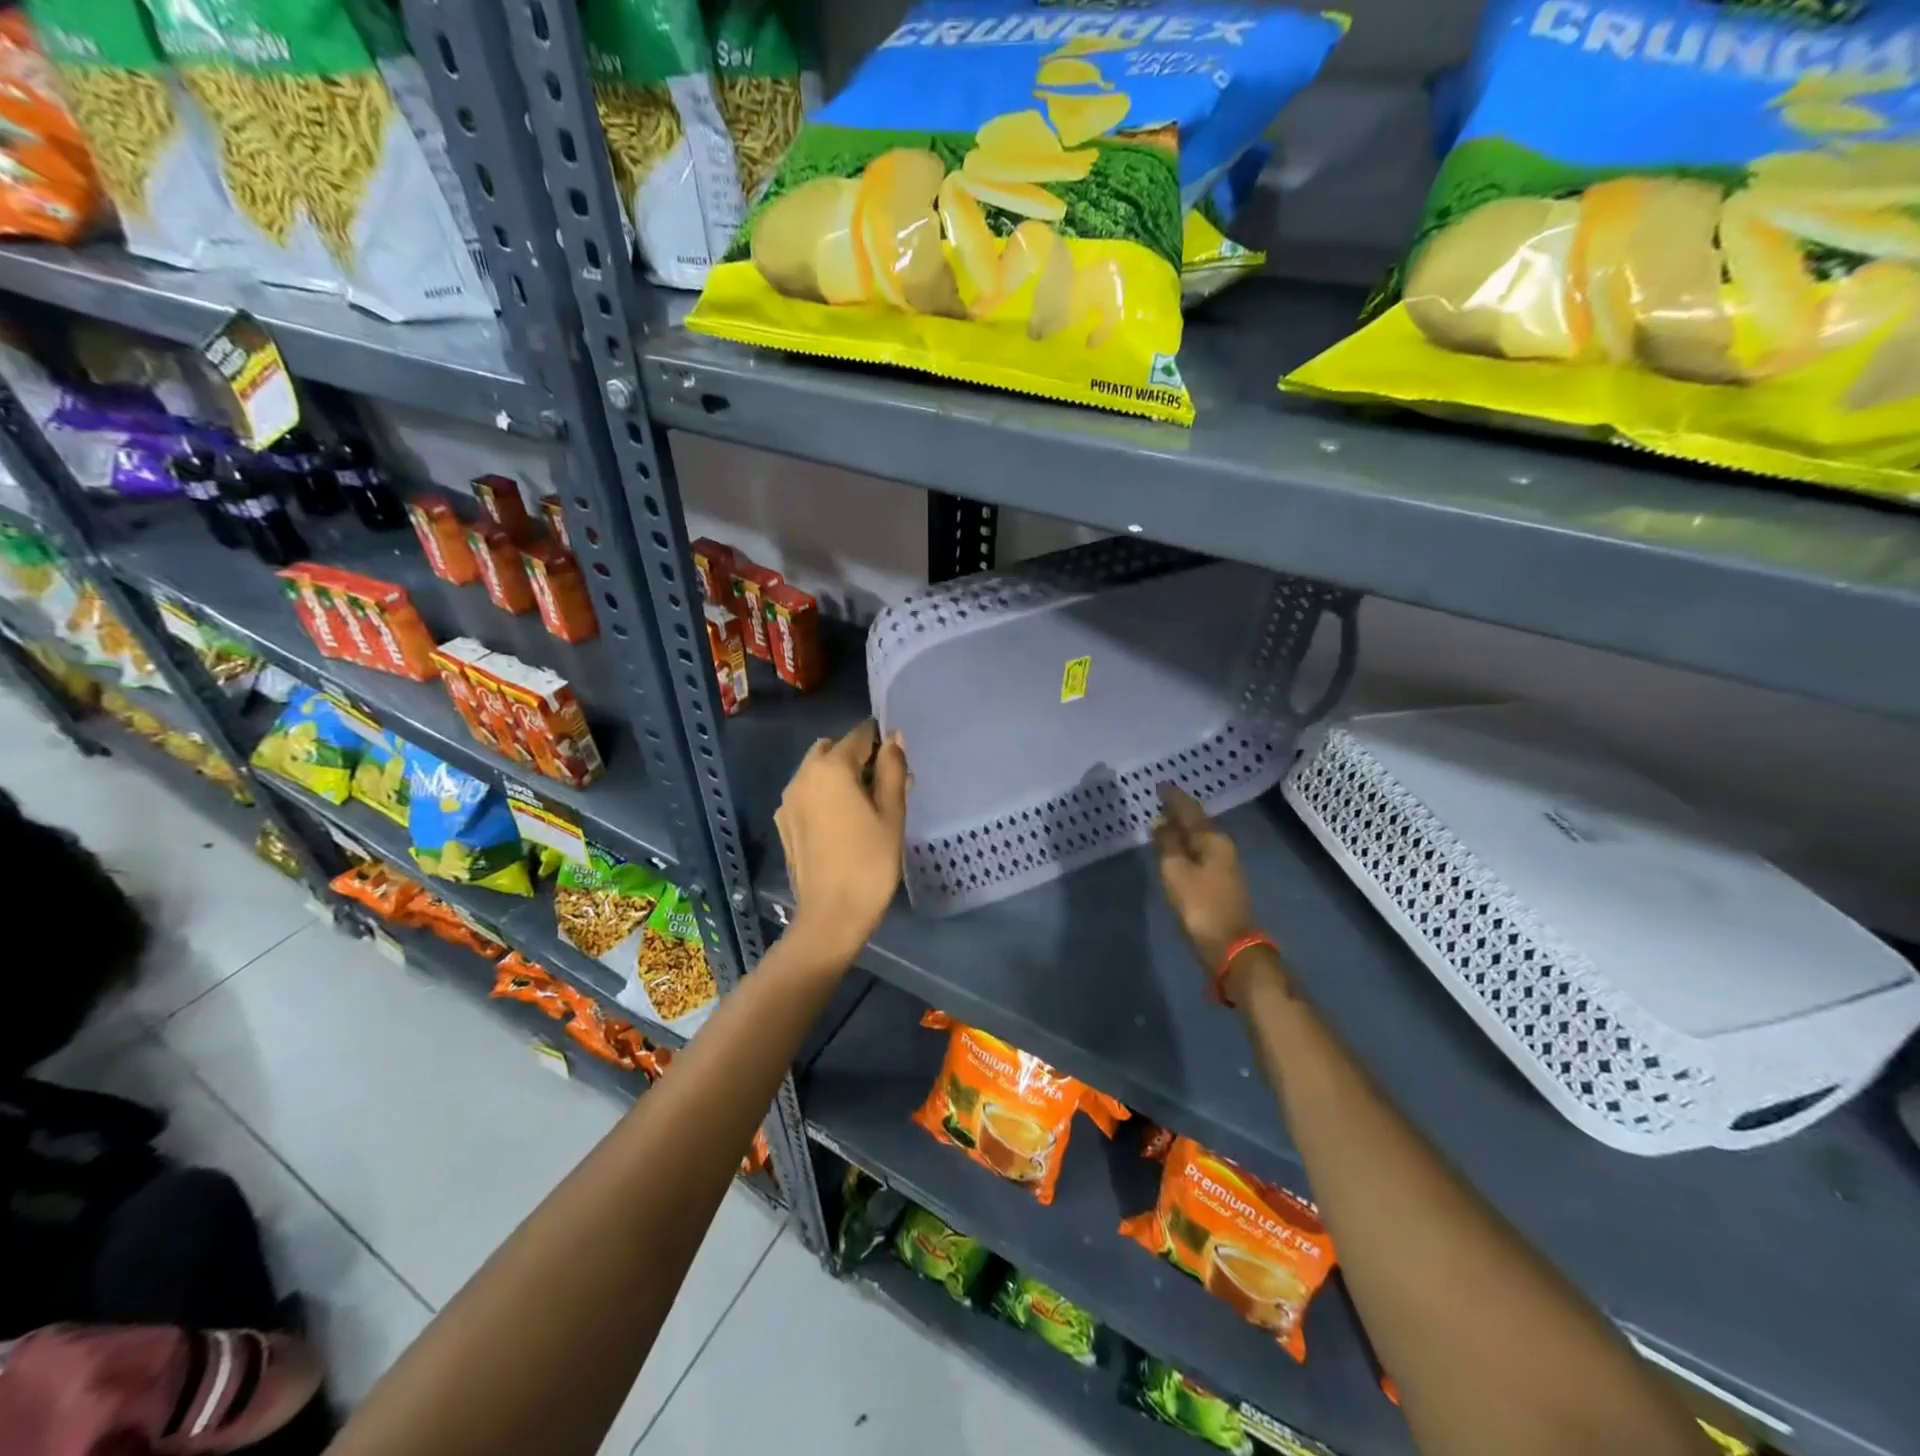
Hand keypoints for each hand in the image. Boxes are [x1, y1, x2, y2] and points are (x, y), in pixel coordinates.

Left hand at [775, 720, 907, 965]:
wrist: (831, 915)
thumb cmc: (870, 862)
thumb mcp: (892, 813)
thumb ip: (893, 770)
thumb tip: (894, 739)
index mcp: (831, 768)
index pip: (859, 736)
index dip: (881, 741)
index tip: (899, 760)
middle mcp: (803, 776)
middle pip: (833, 750)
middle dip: (857, 757)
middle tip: (883, 784)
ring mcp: (788, 800)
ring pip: (816, 771)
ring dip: (839, 775)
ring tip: (866, 805)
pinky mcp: (784, 823)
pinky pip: (807, 794)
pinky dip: (824, 795)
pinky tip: (843, 822)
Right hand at [1152, 784, 1257, 977]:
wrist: (1231, 946)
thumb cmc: (1201, 905)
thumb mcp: (1176, 872)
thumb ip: (1167, 844)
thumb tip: (1160, 821)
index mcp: (1213, 839)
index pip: (1190, 810)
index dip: (1174, 798)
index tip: (1159, 786)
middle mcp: (1222, 846)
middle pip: (1198, 822)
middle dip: (1179, 811)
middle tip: (1159, 802)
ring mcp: (1224, 864)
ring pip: (1200, 837)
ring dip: (1182, 829)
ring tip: (1164, 822)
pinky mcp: (1221, 881)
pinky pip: (1200, 852)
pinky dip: (1186, 845)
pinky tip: (1176, 848)